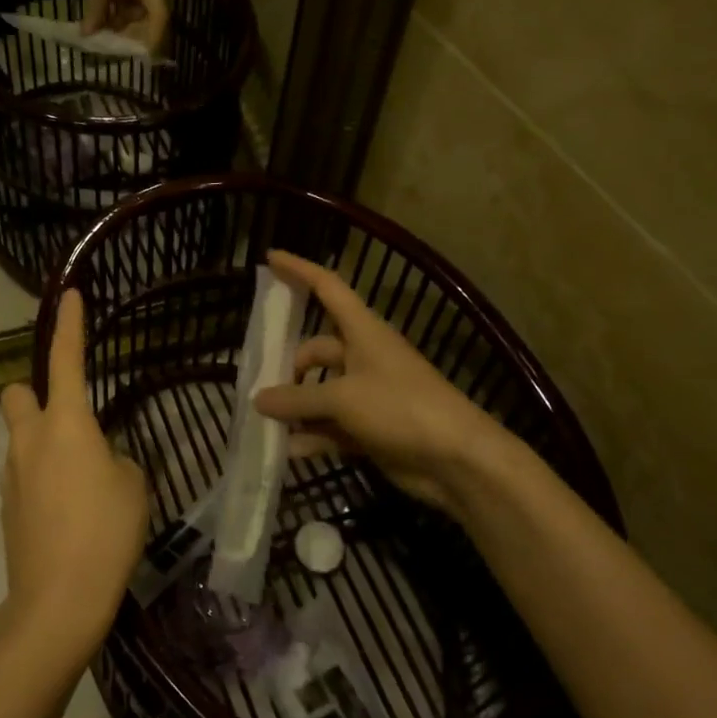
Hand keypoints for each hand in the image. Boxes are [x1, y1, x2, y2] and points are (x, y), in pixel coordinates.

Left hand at [0, 290, 149, 670]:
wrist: (57, 602)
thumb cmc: (105, 534)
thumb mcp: (133, 488)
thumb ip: (117, 462)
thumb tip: (101, 463)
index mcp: (66, 424)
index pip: (65, 359)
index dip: (69, 325)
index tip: (70, 295)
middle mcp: (30, 441)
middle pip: (16, 395)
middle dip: (34, 395)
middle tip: (68, 421)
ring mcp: (11, 475)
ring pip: (20, 439)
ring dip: (42, 444)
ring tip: (80, 484)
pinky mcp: (6, 507)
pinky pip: (22, 475)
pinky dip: (40, 479)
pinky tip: (65, 512)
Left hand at [83, 0, 169, 52]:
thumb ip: (95, 8)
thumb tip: (87, 36)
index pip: (158, 24)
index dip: (148, 44)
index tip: (134, 60)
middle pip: (146, 25)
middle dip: (126, 38)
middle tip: (105, 50)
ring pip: (134, 17)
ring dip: (117, 26)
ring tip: (96, 35)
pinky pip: (127, 6)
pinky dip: (114, 13)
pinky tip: (96, 18)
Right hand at [252, 251, 521, 516]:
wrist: (458, 460)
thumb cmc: (402, 408)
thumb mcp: (343, 398)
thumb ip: (297, 398)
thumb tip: (259, 399)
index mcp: (364, 332)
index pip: (327, 288)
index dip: (299, 271)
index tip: (271, 258)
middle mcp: (364, 357)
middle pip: (316, 350)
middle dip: (289, 366)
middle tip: (259, 386)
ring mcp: (368, 395)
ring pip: (321, 392)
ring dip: (297, 407)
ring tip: (266, 422)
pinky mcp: (371, 428)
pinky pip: (331, 426)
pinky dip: (312, 436)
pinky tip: (288, 450)